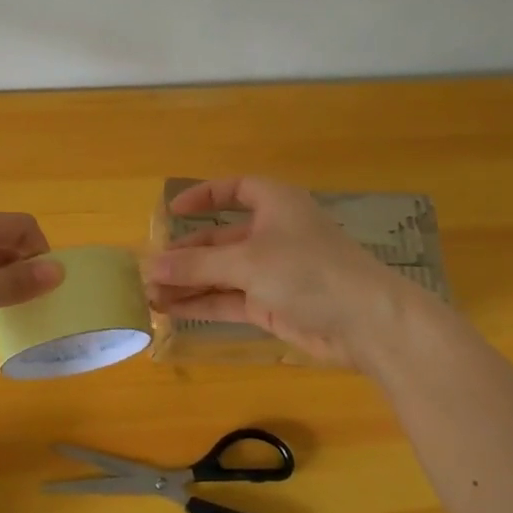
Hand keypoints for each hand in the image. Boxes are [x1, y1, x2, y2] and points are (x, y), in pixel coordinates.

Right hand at [141, 177, 415, 367]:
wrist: (365, 322)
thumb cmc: (307, 271)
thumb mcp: (247, 262)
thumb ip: (197, 265)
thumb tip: (150, 265)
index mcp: (275, 204)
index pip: (236, 189)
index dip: (204, 197)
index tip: (172, 211)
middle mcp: (272, 233)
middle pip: (221, 239)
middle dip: (185, 254)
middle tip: (147, 268)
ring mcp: (272, 271)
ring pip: (221, 272)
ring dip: (188, 282)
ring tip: (148, 293)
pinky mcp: (272, 304)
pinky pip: (228, 299)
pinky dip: (202, 303)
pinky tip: (170, 310)